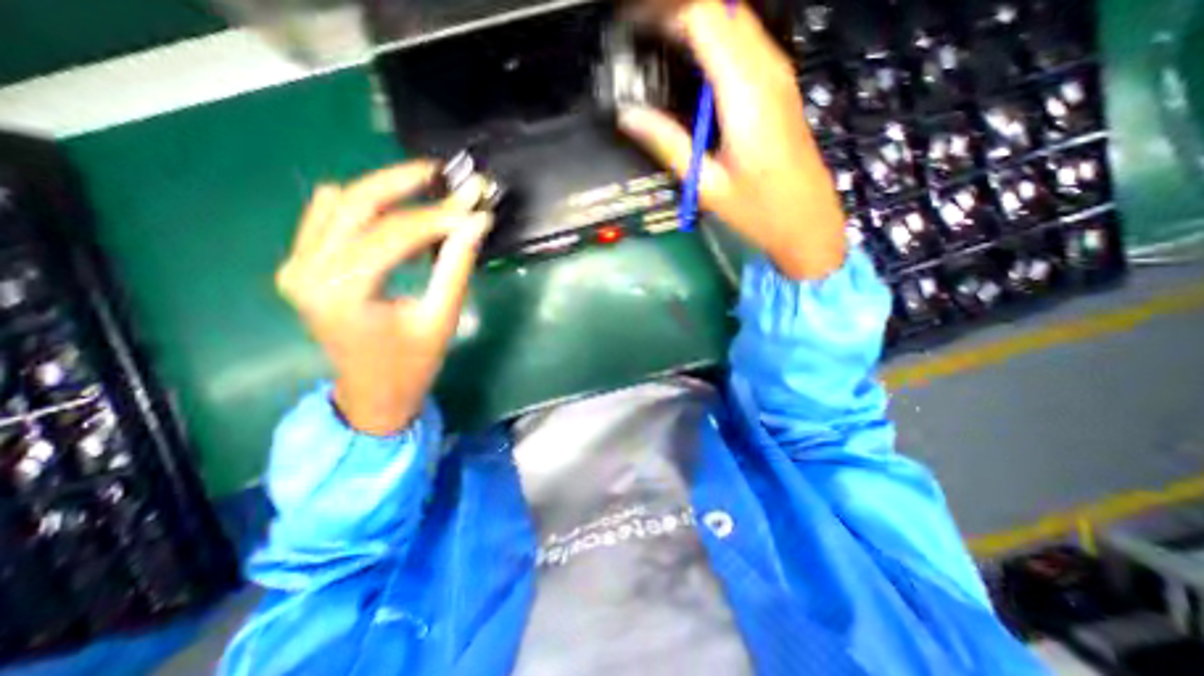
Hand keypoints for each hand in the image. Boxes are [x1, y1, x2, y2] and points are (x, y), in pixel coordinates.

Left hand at [278, 162, 493, 434]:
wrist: (373, 393)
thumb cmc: (412, 363)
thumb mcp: (441, 317)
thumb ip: (457, 266)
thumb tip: (477, 223)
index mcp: (342, 291)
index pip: (394, 233)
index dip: (438, 215)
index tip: (472, 203)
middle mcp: (307, 271)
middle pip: (357, 203)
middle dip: (404, 184)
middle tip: (444, 175)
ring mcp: (297, 266)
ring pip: (342, 205)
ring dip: (388, 197)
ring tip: (431, 204)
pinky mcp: (301, 266)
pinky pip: (329, 218)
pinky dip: (367, 211)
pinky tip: (400, 223)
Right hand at [622, 1, 843, 280]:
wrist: (807, 222)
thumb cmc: (758, 211)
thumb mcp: (706, 183)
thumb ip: (668, 143)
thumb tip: (629, 115)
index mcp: (746, 93)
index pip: (702, 19)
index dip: (663, 14)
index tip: (631, 26)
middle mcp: (767, 71)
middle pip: (721, 7)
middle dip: (676, 10)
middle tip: (640, 31)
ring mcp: (778, 75)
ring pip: (735, 18)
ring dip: (695, 19)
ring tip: (657, 41)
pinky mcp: (779, 86)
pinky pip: (744, 41)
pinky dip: (713, 37)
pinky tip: (690, 61)